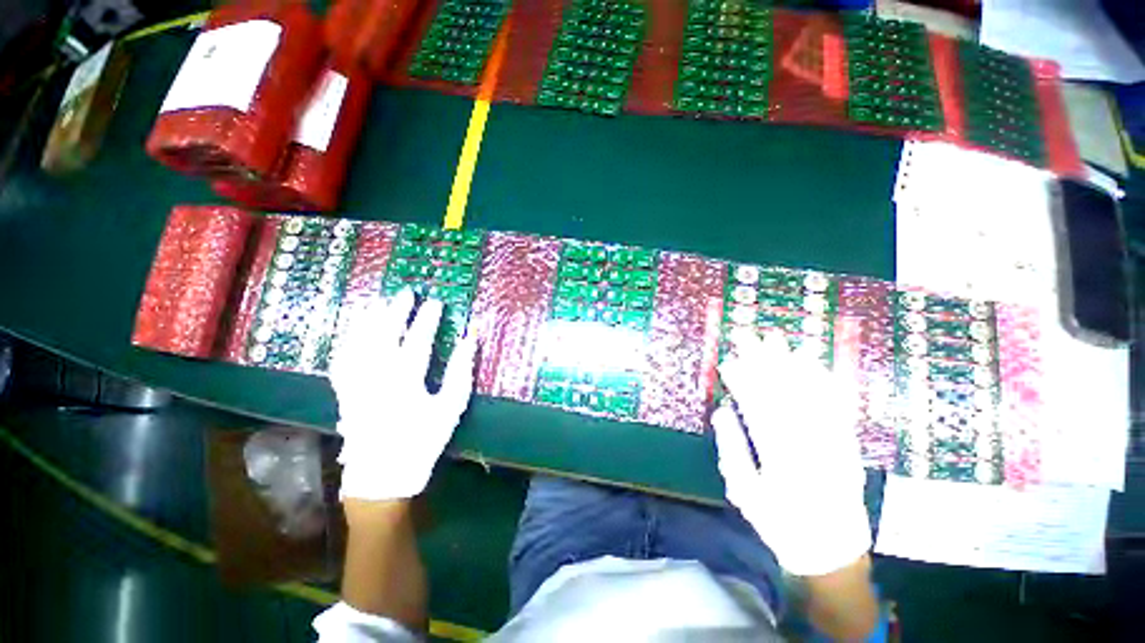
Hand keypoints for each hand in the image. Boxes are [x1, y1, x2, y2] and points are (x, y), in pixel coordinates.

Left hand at [328, 289, 476, 500]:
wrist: (383, 474)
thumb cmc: (424, 440)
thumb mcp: (451, 406)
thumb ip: (460, 370)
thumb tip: (471, 338)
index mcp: (405, 381)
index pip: (417, 340)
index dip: (427, 319)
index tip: (436, 302)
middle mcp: (375, 377)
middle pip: (383, 334)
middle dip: (396, 310)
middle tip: (406, 292)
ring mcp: (354, 383)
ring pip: (358, 342)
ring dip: (369, 319)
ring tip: (378, 302)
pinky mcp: (343, 392)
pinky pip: (341, 358)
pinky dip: (347, 340)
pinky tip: (353, 330)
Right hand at [711, 331, 870, 576]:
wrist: (831, 551)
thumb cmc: (780, 523)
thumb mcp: (745, 493)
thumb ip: (732, 450)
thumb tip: (722, 411)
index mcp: (777, 455)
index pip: (756, 406)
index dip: (741, 379)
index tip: (728, 360)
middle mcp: (807, 443)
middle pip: (782, 392)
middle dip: (764, 361)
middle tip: (750, 336)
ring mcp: (831, 442)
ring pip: (810, 395)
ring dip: (793, 364)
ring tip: (781, 340)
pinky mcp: (847, 444)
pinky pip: (837, 408)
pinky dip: (826, 384)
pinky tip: (817, 366)